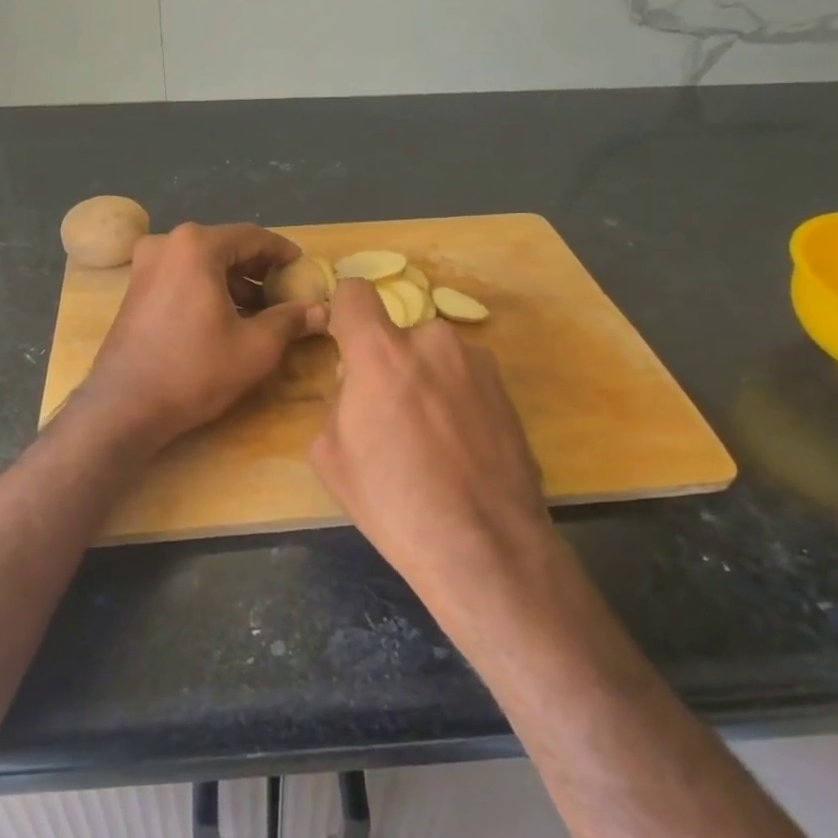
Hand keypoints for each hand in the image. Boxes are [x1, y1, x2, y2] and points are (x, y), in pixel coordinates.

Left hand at [80, 223, 326, 450]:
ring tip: (261, 311)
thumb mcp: (255, 347)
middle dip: (259, 270)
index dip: (284, 253)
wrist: (124, 407)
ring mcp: (145, 265)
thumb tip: (322, 311)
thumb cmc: (194, 371)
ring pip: (202, 263)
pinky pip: (182, 277)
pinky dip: (207, 289)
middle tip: (286, 292)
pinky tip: (226, 317)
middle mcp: (167, 243)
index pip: (253, 237)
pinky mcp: (135, 289)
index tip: (304, 269)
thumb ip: (291, 320)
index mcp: (197, 246)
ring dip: (234, 282)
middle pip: (226, 247)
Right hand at [309, 278, 554, 607]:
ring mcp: (477, 363)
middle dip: (388, 363)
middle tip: (390, 416)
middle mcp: (433, 341)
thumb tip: (358, 388)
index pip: (355, 293)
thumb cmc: (393, 501)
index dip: (344, 312)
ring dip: (425, 380)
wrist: (483, 544)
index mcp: (381, 352)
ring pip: (434, 358)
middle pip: (397, 335)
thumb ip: (339, 400)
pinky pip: (464, 379)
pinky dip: (455, 399)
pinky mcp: (507, 389)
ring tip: (432, 439)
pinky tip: (460, 448)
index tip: (345, 342)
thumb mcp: (330, 454)